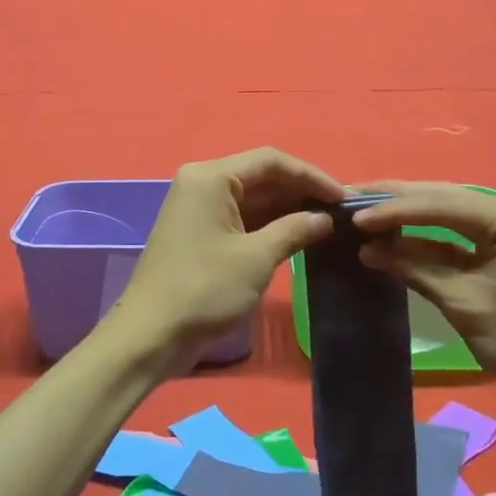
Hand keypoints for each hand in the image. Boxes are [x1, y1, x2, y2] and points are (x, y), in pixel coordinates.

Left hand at [113, 148, 342, 369]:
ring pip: (253, 198)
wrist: (151, 334)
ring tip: (328, 223)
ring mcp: (199, 208)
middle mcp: (203, 183)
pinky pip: (241, 217)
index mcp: (211, 177)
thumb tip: (324, 218)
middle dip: (300, 192)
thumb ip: (294, 230)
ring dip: (288, 209)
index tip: (344, 198)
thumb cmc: (205, 289)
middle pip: (261, 176)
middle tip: (341, 212)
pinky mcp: (200, 232)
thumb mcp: (257, 258)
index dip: (311, 176)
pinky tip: (299, 235)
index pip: (271, 161)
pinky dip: (269, 224)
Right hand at [352, 184, 495, 405]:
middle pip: (445, 198)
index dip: (395, 210)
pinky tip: (391, 233)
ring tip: (362, 210)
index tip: (353, 217)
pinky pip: (458, 230)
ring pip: (448, 210)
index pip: (444, 204)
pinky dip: (425, 234)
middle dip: (396, 201)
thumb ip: (414, 267)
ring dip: (406, 214)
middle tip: (349, 200)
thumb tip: (366, 249)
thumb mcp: (463, 302)